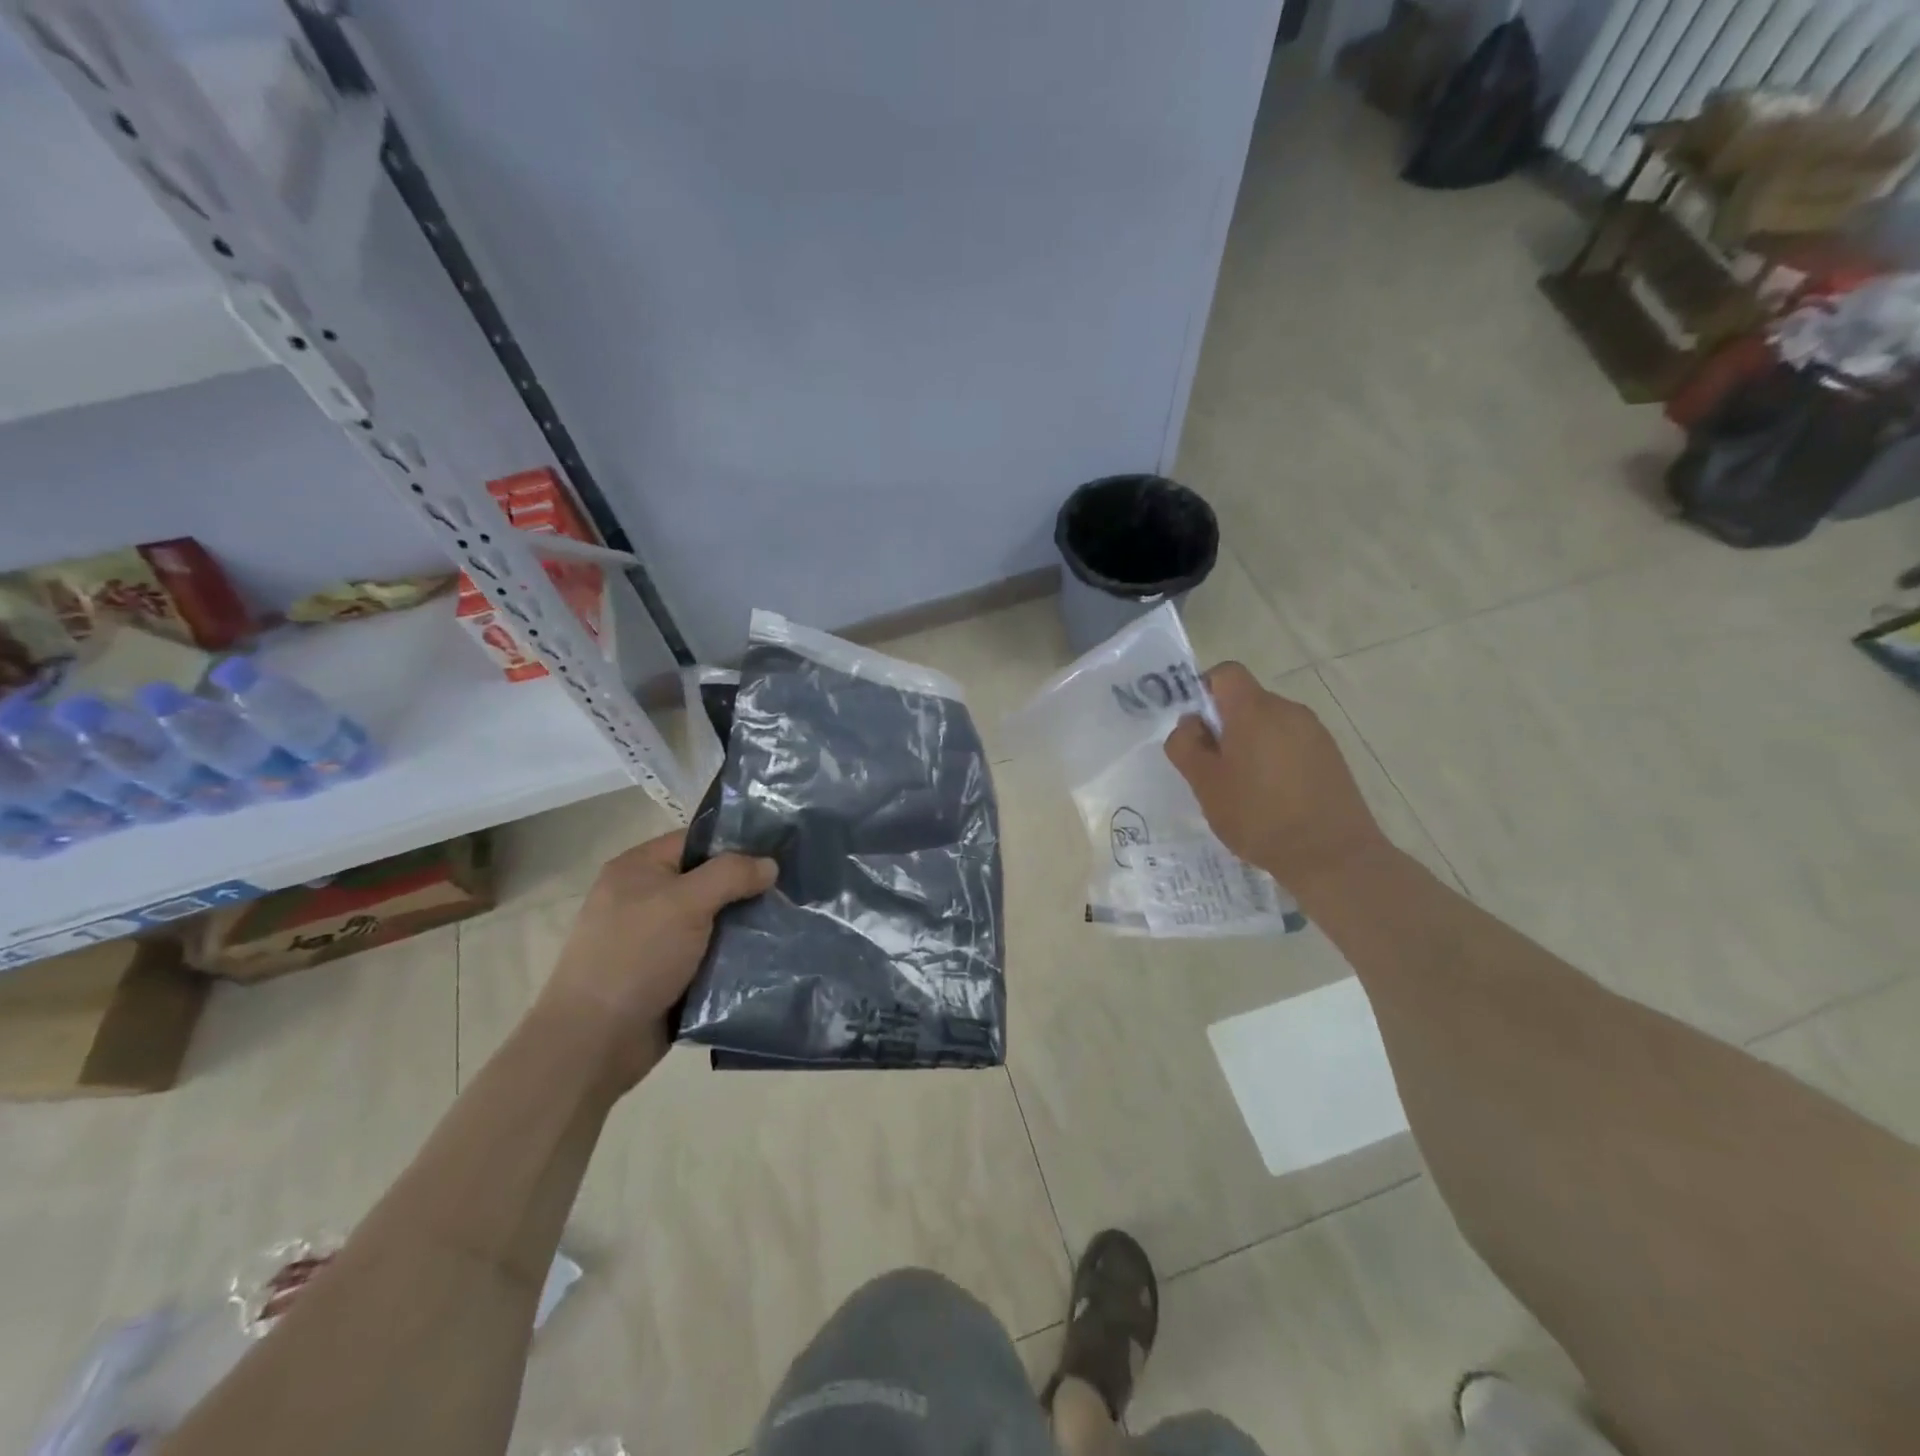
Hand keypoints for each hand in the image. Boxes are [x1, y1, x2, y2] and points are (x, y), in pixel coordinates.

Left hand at [537, 831, 776, 1088]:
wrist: (595, 1041)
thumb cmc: (636, 956)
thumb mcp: (686, 902)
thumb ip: (731, 874)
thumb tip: (770, 864)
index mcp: (639, 868)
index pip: (697, 840)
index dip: (738, 842)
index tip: (781, 850)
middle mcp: (646, 897)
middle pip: (709, 880)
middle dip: (748, 886)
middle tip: (794, 888)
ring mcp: (657, 938)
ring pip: (714, 920)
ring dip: (746, 924)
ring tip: (791, 921)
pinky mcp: (668, 974)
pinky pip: (711, 954)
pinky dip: (735, 955)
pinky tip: (771, 955)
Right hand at [1164, 662, 1392, 899]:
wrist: (1333, 856)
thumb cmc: (1259, 817)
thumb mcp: (1205, 785)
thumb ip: (1186, 746)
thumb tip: (1190, 724)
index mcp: (1254, 711)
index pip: (1226, 673)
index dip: (1204, 691)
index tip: (1197, 729)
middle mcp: (1289, 710)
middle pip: (1247, 700)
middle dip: (1225, 725)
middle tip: (1213, 768)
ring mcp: (1315, 732)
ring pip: (1269, 723)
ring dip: (1250, 743)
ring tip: (1244, 788)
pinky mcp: (1331, 755)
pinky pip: (1291, 742)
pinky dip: (1275, 758)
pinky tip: (1273, 797)